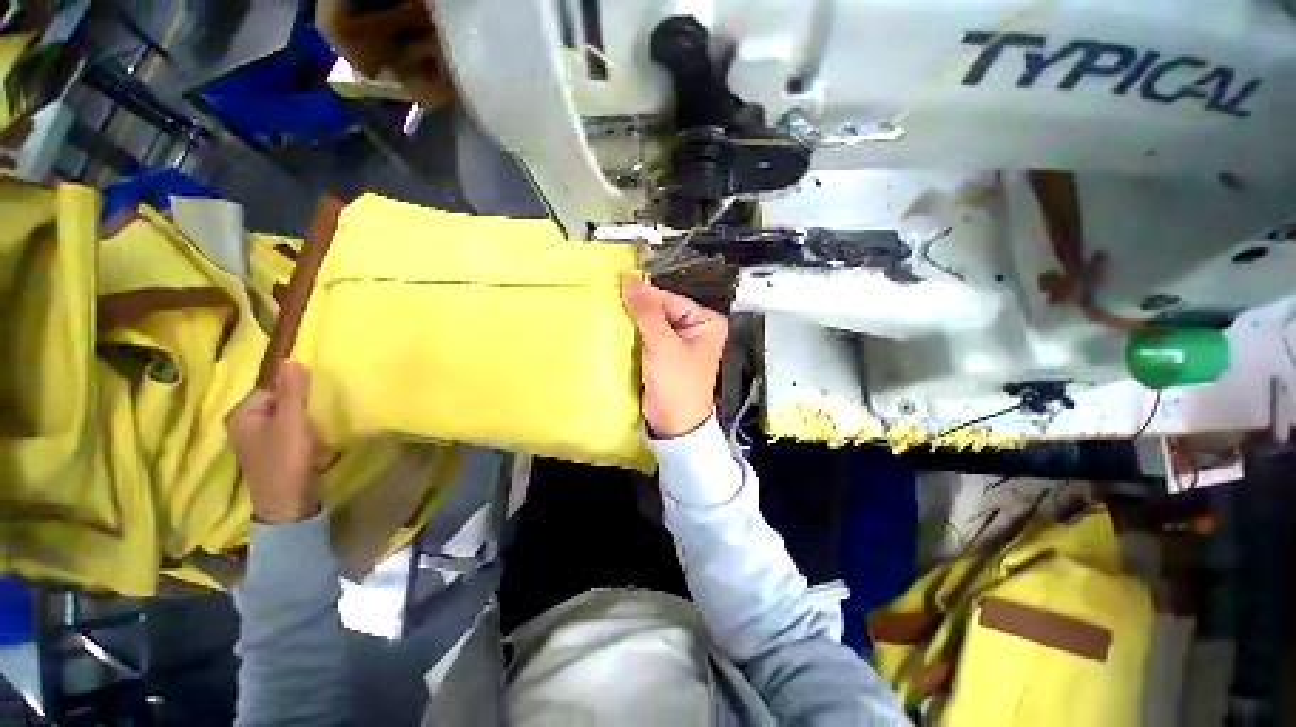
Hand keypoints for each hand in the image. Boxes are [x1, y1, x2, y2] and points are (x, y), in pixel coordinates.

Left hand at [226, 361, 319, 523]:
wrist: (288, 504)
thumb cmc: (286, 460)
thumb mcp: (292, 422)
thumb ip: (292, 391)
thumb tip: (290, 357)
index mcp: (241, 415)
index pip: (271, 388)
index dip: (294, 393)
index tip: (311, 404)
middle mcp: (243, 425)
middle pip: (278, 403)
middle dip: (299, 407)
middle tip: (315, 417)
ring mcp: (256, 441)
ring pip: (284, 418)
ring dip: (302, 421)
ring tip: (316, 430)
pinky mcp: (271, 453)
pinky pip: (287, 432)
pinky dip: (301, 433)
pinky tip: (313, 442)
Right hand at [622, 277, 727, 437]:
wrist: (675, 425)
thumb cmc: (677, 384)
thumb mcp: (663, 345)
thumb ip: (646, 311)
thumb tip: (630, 278)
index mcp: (705, 321)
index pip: (669, 299)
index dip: (643, 295)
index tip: (614, 286)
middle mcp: (694, 328)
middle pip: (659, 310)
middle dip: (635, 309)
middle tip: (606, 300)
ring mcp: (678, 343)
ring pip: (650, 324)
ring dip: (631, 322)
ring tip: (606, 313)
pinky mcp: (664, 356)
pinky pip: (646, 339)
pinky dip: (632, 336)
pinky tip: (614, 330)